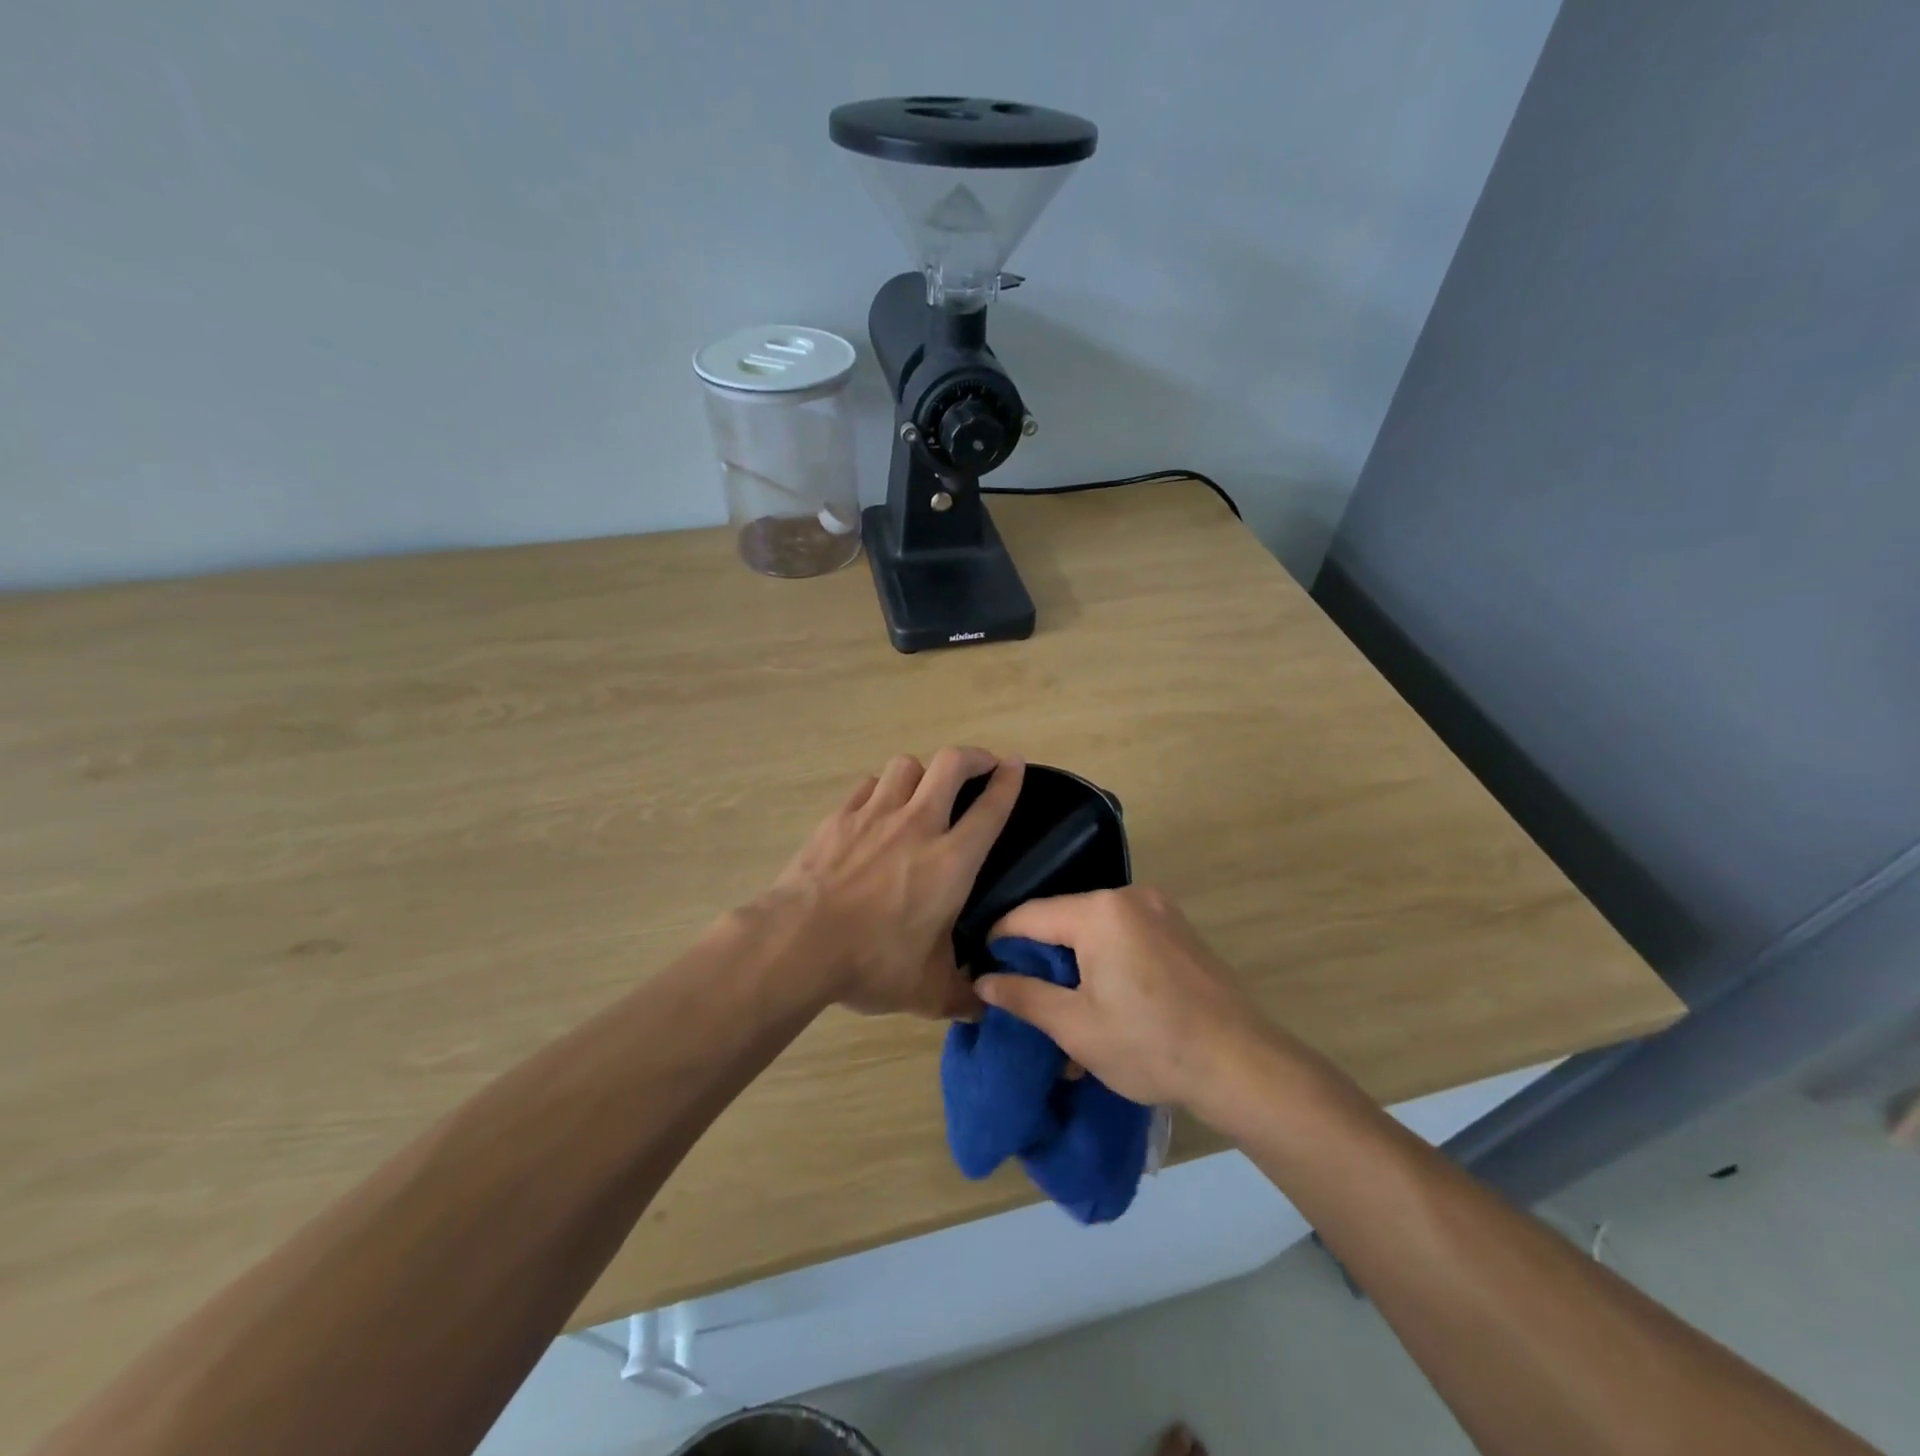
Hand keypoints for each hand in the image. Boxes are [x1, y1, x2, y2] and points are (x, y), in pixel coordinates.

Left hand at [766, 748, 1023, 1018]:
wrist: (799, 943)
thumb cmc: (873, 962)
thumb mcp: (927, 991)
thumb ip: (960, 996)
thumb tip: (980, 1010)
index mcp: (951, 860)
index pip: (991, 807)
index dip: (1009, 780)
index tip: (1016, 764)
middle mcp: (917, 825)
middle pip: (951, 764)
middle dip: (972, 756)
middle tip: (980, 766)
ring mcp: (873, 815)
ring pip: (906, 765)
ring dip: (922, 771)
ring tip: (924, 788)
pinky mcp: (838, 818)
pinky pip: (867, 786)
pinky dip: (880, 789)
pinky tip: (876, 808)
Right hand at [976, 885, 1279, 1109]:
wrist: (1242, 1064)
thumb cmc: (1150, 1045)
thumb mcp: (1076, 1026)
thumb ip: (1024, 996)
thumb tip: (982, 981)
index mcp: (1099, 912)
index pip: (1030, 915)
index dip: (1000, 940)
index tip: (982, 967)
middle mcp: (1129, 897)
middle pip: (1064, 917)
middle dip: (1040, 953)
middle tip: (1021, 991)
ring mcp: (1160, 909)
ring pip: (1096, 926)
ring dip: (1074, 958)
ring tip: (1063, 1000)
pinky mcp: (1179, 928)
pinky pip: (1125, 932)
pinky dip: (1106, 956)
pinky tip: (1105, 994)